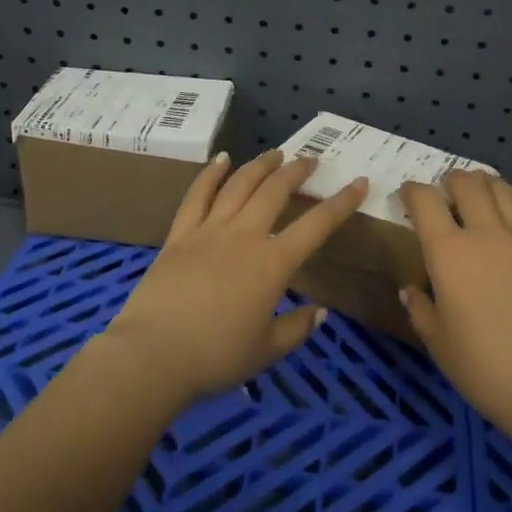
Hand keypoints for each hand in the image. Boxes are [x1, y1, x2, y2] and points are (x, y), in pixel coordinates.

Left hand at [100, 150, 366, 406]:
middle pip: (275, 191)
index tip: (359, 183)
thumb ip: (296, 328)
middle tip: (311, 160)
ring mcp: (208, 231)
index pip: (316, 226)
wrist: (152, 355)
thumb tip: (320, 311)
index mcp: (272, 264)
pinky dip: (211, 174)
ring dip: (260, 165)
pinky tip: (222, 159)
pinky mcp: (179, 235)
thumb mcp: (265, 350)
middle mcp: (244, 236)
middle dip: (297, 171)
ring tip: (276, 153)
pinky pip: (197, 195)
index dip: (342, 203)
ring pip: (239, 185)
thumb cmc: (215, 358)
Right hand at [399, 170, 511, 430]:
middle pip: (467, 183)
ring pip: (501, 189)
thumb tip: (412, 290)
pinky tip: (510, 219)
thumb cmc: (486, 369)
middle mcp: (486, 234)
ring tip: (478, 198)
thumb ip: (421, 309)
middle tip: (444, 195)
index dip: (411, 192)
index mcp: (449, 253)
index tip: (407, 197)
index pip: (425, 200)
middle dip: (450, 181)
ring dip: (484, 185)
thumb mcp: (439, 344)